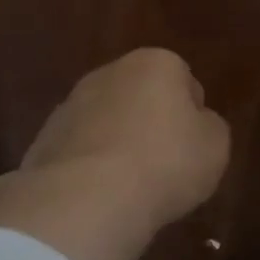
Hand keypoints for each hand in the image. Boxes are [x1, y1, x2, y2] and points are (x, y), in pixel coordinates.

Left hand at [0, 48, 230, 259]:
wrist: (87, 196)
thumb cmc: (164, 163)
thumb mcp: (214, 147)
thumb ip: (208, 127)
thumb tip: (195, 122)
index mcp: (154, 63)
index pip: (182, 78)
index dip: (191, 112)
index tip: (193, 145)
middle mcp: (108, 73)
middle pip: (139, 95)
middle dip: (149, 122)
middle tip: (164, 164)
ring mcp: (71, 103)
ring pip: (105, 120)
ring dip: (116, 143)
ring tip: (129, 186)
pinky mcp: (45, 137)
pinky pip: (80, 148)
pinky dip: (89, 166)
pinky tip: (98, 194)